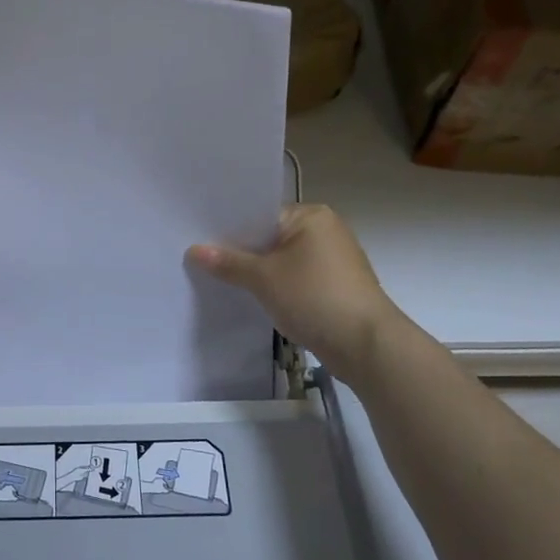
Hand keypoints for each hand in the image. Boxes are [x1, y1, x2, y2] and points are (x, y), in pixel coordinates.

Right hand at [187, 204, 404, 381]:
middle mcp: (324, 230)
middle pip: (270, 237)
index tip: (199, 238)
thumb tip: (193, 250)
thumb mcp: (264, 278)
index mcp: (311, 216)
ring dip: (258, 272)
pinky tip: (251, 298)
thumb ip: (228, 262)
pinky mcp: (334, 287)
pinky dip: (276, 287)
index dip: (230, 228)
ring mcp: (332, 260)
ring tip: (220, 280)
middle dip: (241, 252)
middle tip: (202, 260)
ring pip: (281, 260)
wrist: (367, 346)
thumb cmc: (315, 298)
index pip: (260, 214)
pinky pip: (295, 279)